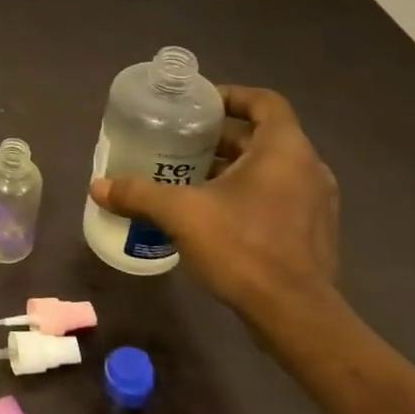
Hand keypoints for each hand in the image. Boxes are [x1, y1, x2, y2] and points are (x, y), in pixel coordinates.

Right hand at [88, 86, 339, 338]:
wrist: (296, 317)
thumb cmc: (243, 247)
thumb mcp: (180, 214)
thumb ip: (139, 194)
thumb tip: (97, 186)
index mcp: (285, 149)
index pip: (264, 101)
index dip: (230, 95)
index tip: (197, 106)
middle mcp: (308, 169)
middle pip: (261, 136)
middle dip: (219, 138)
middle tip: (178, 143)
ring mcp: (317, 203)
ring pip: (269, 169)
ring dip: (231, 167)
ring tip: (188, 177)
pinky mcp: (314, 233)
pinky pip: (278, 197)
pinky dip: (246, 194)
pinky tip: (212, 214)